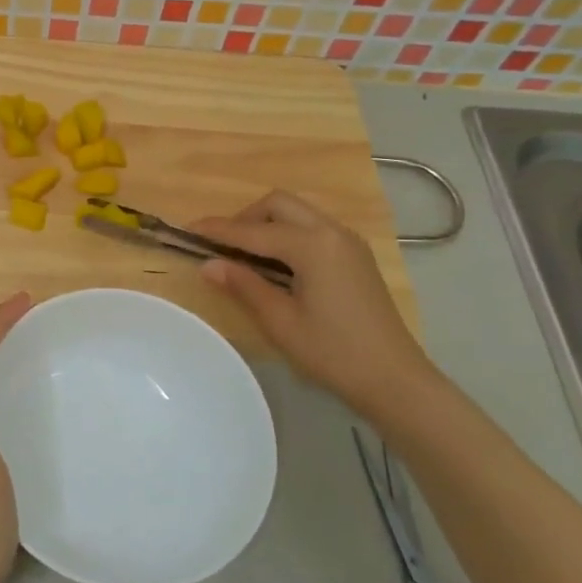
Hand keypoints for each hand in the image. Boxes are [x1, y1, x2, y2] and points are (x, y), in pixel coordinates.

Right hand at [193, 191, 433, 416]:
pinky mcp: (355, 255)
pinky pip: (312, 228)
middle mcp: (332, 232)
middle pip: (278, 204)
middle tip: (221, 245)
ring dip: (266, 224)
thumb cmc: (333, 352)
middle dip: (244, 218)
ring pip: (297, 212)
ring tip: (243, 254)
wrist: (394, 378)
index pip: (253, 231)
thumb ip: (244, 286)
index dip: (218, 230)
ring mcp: (348, 242)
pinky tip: (275, 262)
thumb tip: (208, 264)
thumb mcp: (280, 321)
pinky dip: (287, 233)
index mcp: (313, 245)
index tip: (187, 230)